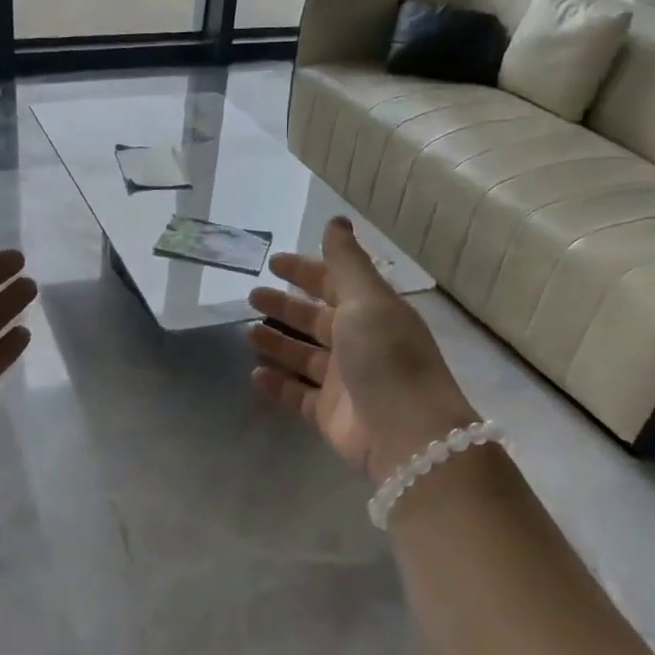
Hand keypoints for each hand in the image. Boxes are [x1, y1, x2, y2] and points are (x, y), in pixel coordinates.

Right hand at [248, 217, 477, 482]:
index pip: (334, 284)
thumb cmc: (386, 356)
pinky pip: (297, 394)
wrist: (406, 433)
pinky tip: (255, 374)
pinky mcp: (329, 414)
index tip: (272, 262)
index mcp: (372, 312)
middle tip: (252, 296)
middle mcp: (359, 343)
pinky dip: (277, 384)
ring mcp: (343, 381)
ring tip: (248, 333)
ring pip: (304, 356)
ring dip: (277, 343)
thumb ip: (346, 262)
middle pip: (315, 319)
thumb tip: (336, 220)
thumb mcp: (367, 299)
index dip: (305, 271)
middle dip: (285, 306)